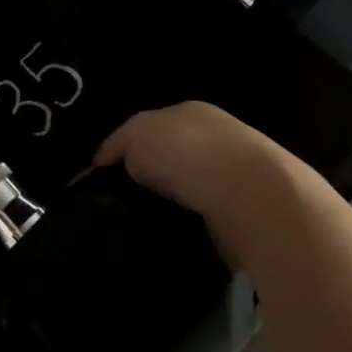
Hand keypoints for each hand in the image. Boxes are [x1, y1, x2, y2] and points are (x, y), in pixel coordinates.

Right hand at [93, 102, 301, 260]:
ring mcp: (230, 178)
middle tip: (114, 207)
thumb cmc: (189, 153)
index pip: (148, 130)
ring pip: (183, 193)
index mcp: (190, 113)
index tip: (98, 182)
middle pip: (167, 160)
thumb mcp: (138, 133)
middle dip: (144, 181)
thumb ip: (119, 144)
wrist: (253, 197)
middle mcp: (213, 140)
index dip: (122, 152)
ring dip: (165, 208)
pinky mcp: (239, 214)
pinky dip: (183, 228)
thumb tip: (106, 163)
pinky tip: (167, 238)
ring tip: (137, 227)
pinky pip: (199, 221)